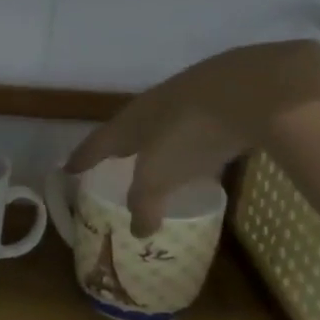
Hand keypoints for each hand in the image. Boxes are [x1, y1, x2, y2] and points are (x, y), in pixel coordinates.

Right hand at [66, 40, 319, 235]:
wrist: (252, 88)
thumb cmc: (189, 134)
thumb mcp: (160, 176)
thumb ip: (146, 204)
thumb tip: (139, 231)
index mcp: (130, 122)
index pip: (98, 143)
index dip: (83, 158)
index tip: (68, 169)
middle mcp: (154, 105)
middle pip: (131, 128)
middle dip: (123, 145)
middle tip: (115, 161)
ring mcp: (191, 96)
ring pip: (167, 123)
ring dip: (161, 142)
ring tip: (161, 159)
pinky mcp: (226, 96)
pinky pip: (201, 123)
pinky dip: (197, 139)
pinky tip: (208, 149)